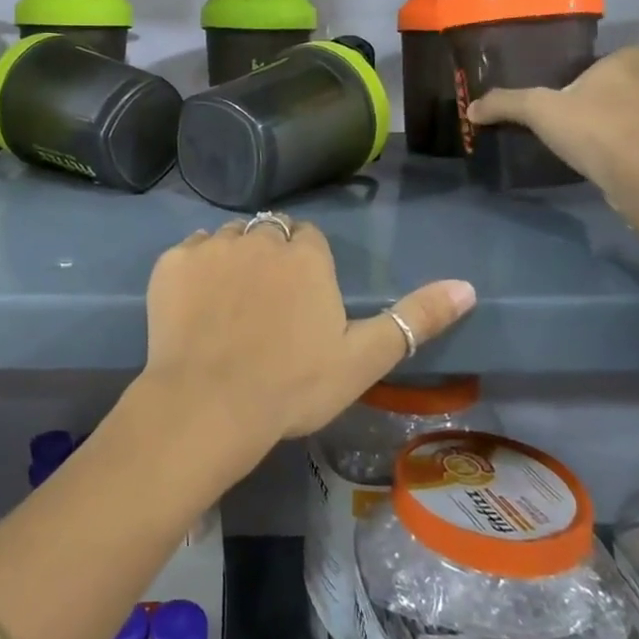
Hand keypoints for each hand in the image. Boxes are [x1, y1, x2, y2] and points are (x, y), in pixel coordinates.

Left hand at [138, 217, 475, 466]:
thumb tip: (467, 286)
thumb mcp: (363, 359)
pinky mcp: (170, 262)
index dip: (304, 267)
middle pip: (267, 234)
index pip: (307, 239)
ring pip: (227, 239)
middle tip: (263, 309)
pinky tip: (194, 307)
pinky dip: (193, 271)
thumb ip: (414, 319)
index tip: (299, 303)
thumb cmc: (292, 386)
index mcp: (305, 254)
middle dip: (269, 259)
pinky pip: (188, 253)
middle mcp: (258, 237)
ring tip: (228, 307)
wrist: (209, 404)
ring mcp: (210, 246)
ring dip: (231, 261)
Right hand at [465, 45, 638, 211]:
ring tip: (580, 131)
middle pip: (630, 82)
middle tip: (573, 102)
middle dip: (607, 91)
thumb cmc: (595, 128)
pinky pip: (635, 141)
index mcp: (626, 67)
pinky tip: (594, 156)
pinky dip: (618, 146)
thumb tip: (471, 109)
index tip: (588, 72)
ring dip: (613, 119)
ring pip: (634, 112)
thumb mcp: (538, 110)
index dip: (612, 59)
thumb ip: (505, 104)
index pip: (631, 51)